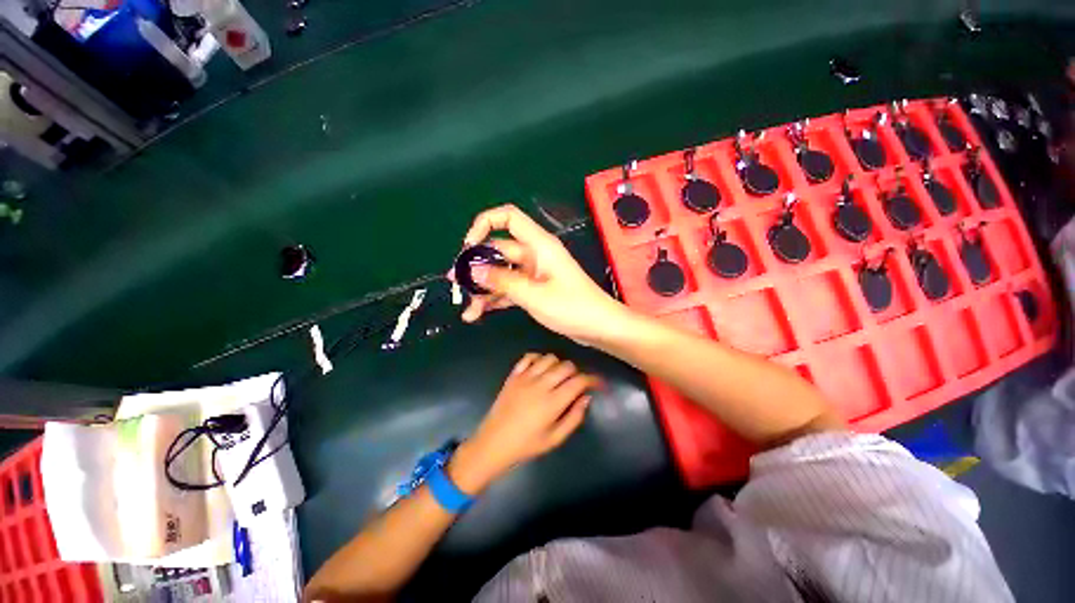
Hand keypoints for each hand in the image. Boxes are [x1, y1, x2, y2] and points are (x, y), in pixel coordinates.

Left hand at [452, 353, 600, 489]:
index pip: (578, 381)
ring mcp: (525, 377)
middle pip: (566, 366)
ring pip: (549, 358)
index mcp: (552, 402)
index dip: (593, 380)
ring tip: (558, 377)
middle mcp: (540, 385)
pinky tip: (541, 369)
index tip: (599, 384)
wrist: (494, 443)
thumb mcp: (555, 439)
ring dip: (559, 365)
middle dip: (576, 372)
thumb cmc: (526, 445)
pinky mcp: (513, 375)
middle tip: (576, 384)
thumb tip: (586, 397)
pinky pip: (529, 357)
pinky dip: (539, 358)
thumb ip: (574, 417)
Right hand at [455, 204, 627, 344]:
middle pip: (499, 250)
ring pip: (502, 273)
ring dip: (484, 288)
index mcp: (539, 245)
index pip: (508, 217)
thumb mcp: (534, 295)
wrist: (599, 328)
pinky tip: (479, 313)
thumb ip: (503, 281)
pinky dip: (496, 299)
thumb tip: (473, 270)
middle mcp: (534, 254)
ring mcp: (534, 273)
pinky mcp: (535, 289)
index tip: (468, 247)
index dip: (485, 224)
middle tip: (457, 284)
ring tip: (467, 309)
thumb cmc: (572, 307)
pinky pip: (510, 288)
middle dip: (477, 266)